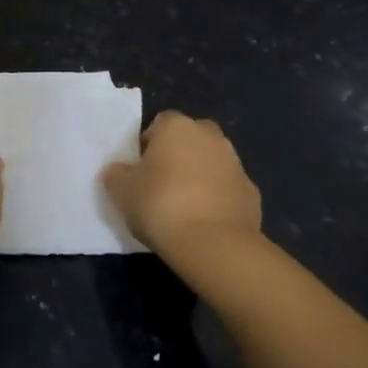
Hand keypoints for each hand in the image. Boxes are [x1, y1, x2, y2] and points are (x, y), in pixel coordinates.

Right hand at [103, 111, 261, 256]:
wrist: (214, 244)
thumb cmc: (161, 205)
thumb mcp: (122, 191)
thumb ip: (117, 175)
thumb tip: (116, 170)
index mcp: (177, 127)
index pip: (159, 123)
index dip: (148, 145)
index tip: (140, 170)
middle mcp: (209, 136)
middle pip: (190, 138)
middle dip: (178, 155)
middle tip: (161, 184)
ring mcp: (235, 163)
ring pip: (211, 162)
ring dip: (199, 176)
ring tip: (183, 207)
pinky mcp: (251, 192)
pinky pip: (227, 189)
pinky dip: (217, 199)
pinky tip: (204, 222)